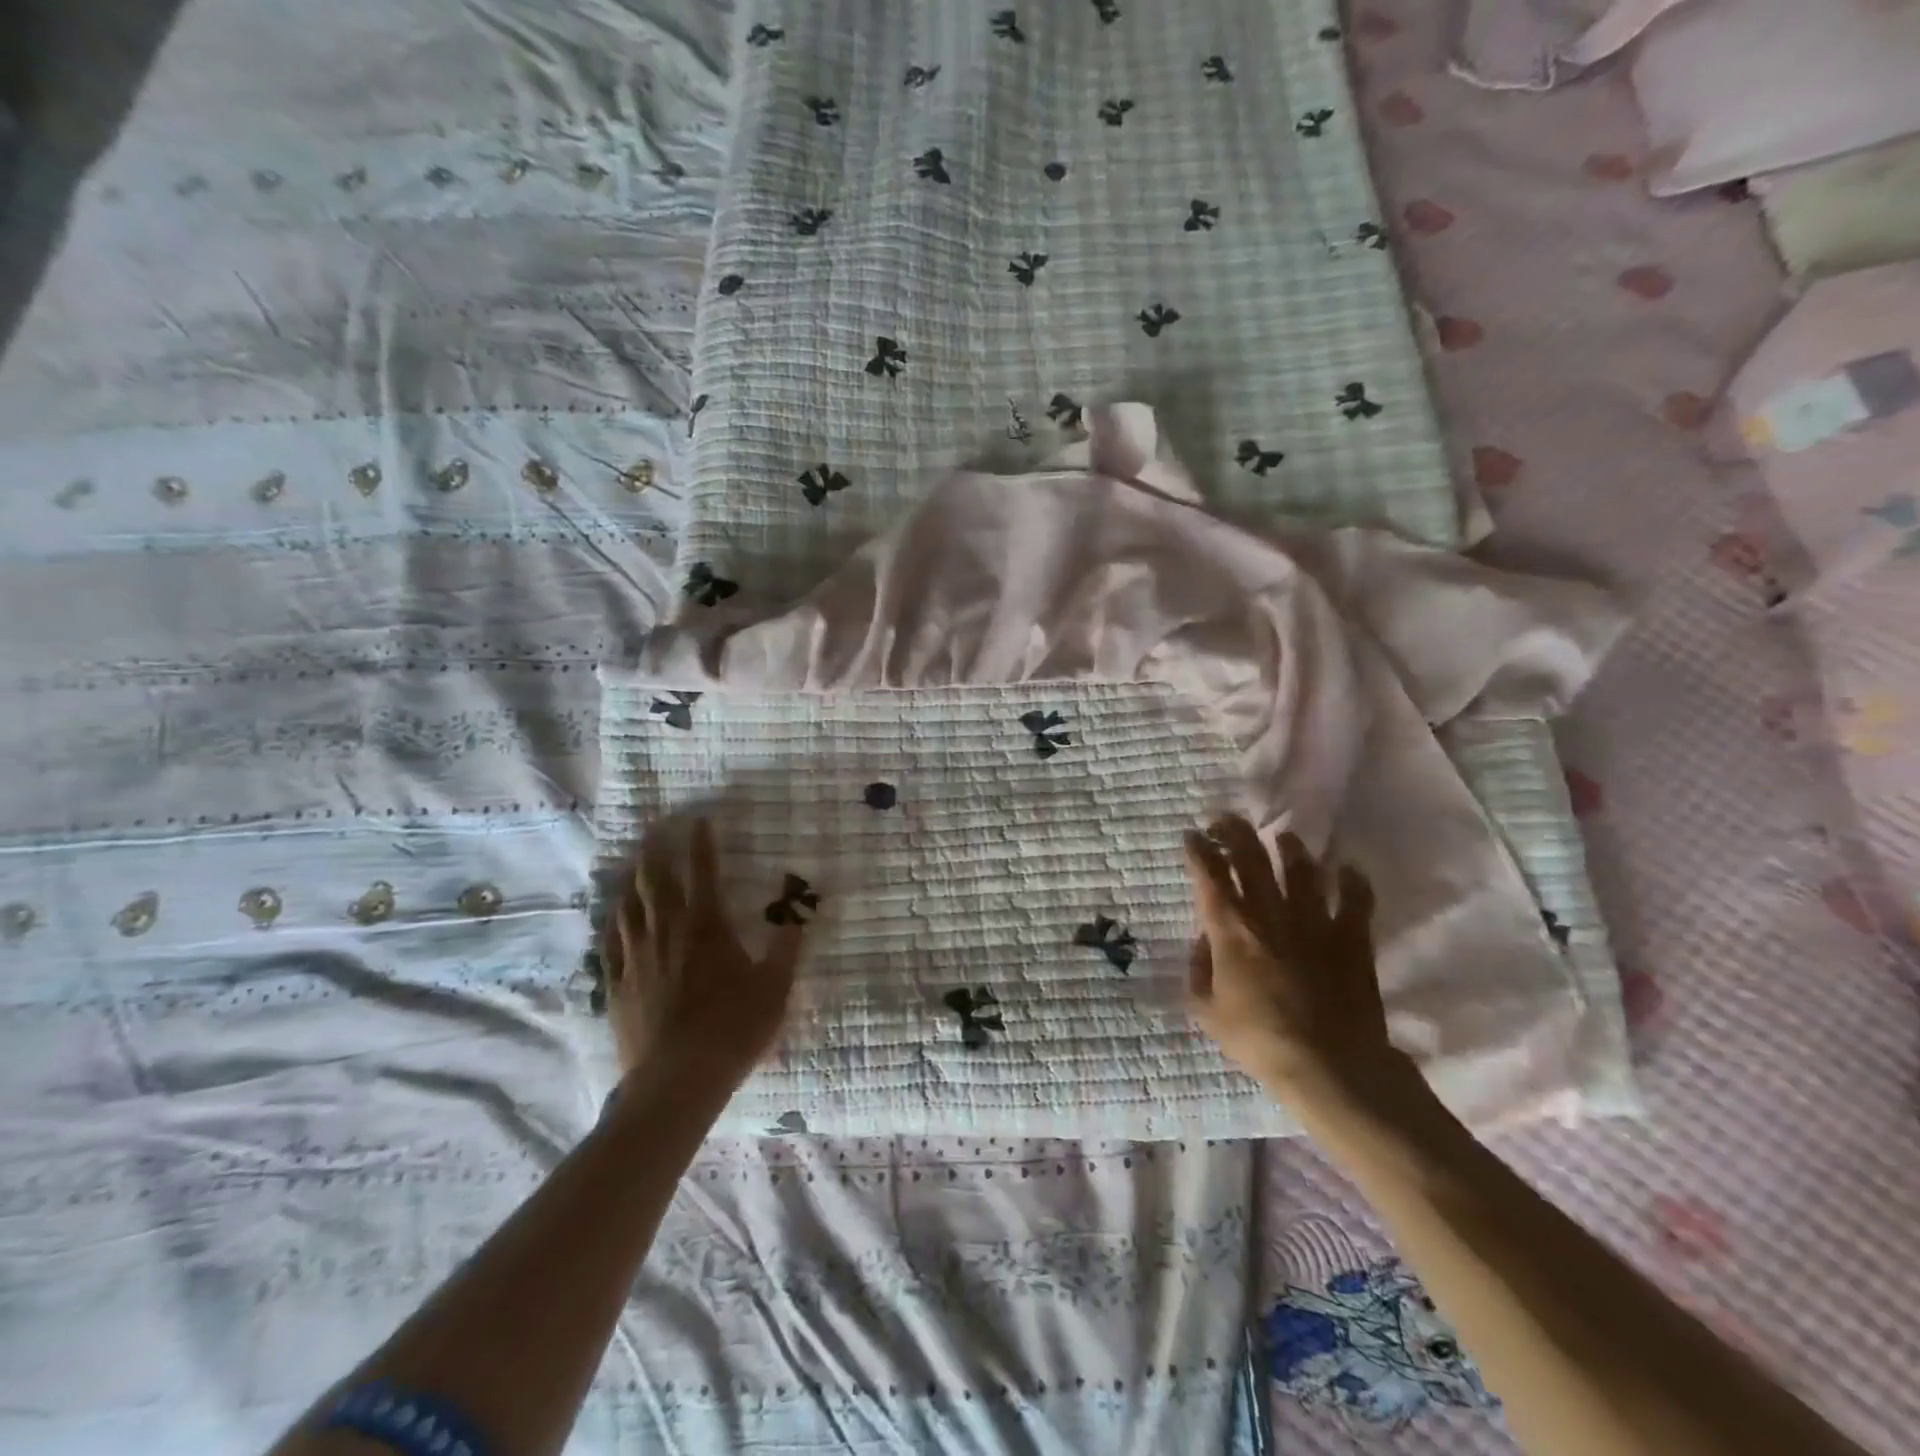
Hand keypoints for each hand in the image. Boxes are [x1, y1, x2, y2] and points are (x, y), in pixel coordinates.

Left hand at [599, 818, 802, 1090]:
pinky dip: (613, 922)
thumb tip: (800, 916)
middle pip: (656, 880)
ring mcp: (636, 957)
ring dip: (632, 881)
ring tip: (634, 865)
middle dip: (656, 851)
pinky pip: (609, 943)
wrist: (678, 1079)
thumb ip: (786, 948)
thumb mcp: (775, 988)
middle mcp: (667, 931)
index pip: (703, 872)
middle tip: (655, 830)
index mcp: (707, 926)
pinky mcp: (617, 984)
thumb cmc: (734, 1028)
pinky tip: (614, 917)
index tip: (699, 820)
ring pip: (628, 906)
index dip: (702, 843)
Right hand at [1183, 815, 1399, 1112]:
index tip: (1192, 836)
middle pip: (1251, 859)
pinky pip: (1355, 899)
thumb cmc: (1259, 1040)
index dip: (1198, 850)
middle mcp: (1270, 914)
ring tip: (1283, 838)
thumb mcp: (1206, 1011)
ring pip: (1301, 870)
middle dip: (1235, 832)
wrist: (1329, 1065)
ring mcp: (1314, 922)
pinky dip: (1352, 881)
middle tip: (1226, 819)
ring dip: (1290, 848)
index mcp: (1231, 930)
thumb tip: (1203, 941)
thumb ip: (1198, 970)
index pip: (1209, 876)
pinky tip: (1346, 868)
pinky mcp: (1351, 938)